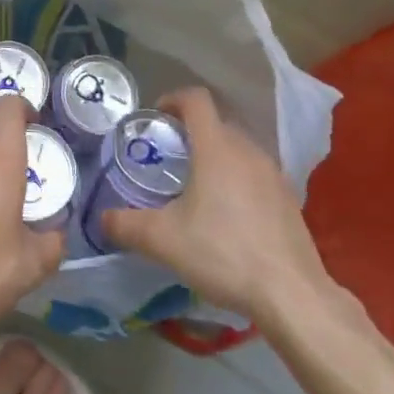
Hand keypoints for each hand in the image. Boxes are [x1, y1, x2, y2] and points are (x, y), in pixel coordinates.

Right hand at [100, 87, 334, 323]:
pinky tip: (227, 215)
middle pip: (216, 123)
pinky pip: (255, 173)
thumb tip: (101, 218)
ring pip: (238, 148)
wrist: (292, 294)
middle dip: (190, 132)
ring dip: (215, 156)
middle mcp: (247, 151)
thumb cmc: (223, 253)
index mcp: (216, 148)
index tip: (156, 117)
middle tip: (168, 158)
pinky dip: (236, 179)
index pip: (196, 100)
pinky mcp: (288, 199)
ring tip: (195, 187)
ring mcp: (273, 174)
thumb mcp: (163, 240)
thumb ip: (126, 224)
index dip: (172, 99)